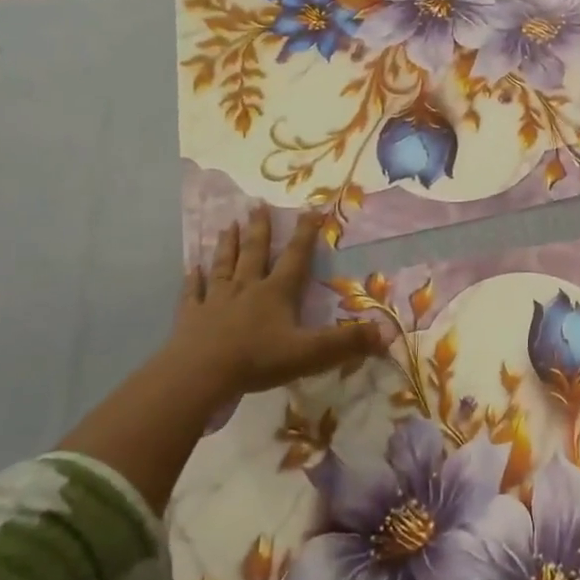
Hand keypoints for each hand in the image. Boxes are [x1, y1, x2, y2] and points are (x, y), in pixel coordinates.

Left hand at [157, 207, 381, 406]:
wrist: (200, 375)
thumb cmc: (258, 360)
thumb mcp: (310, 353)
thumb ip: (348, 342)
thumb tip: (388, 333)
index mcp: (276, 293)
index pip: (295, 257)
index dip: (305, 234)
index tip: (309, 209)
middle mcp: (247, 288)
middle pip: (256, 253)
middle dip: (260, 229)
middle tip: (257, 204)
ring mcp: (216, 300)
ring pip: (225, 265)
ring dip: (228, 245)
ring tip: (229, 225)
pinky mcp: (191, 317)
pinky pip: (194, 293)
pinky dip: (194, 280)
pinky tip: (192, 268)